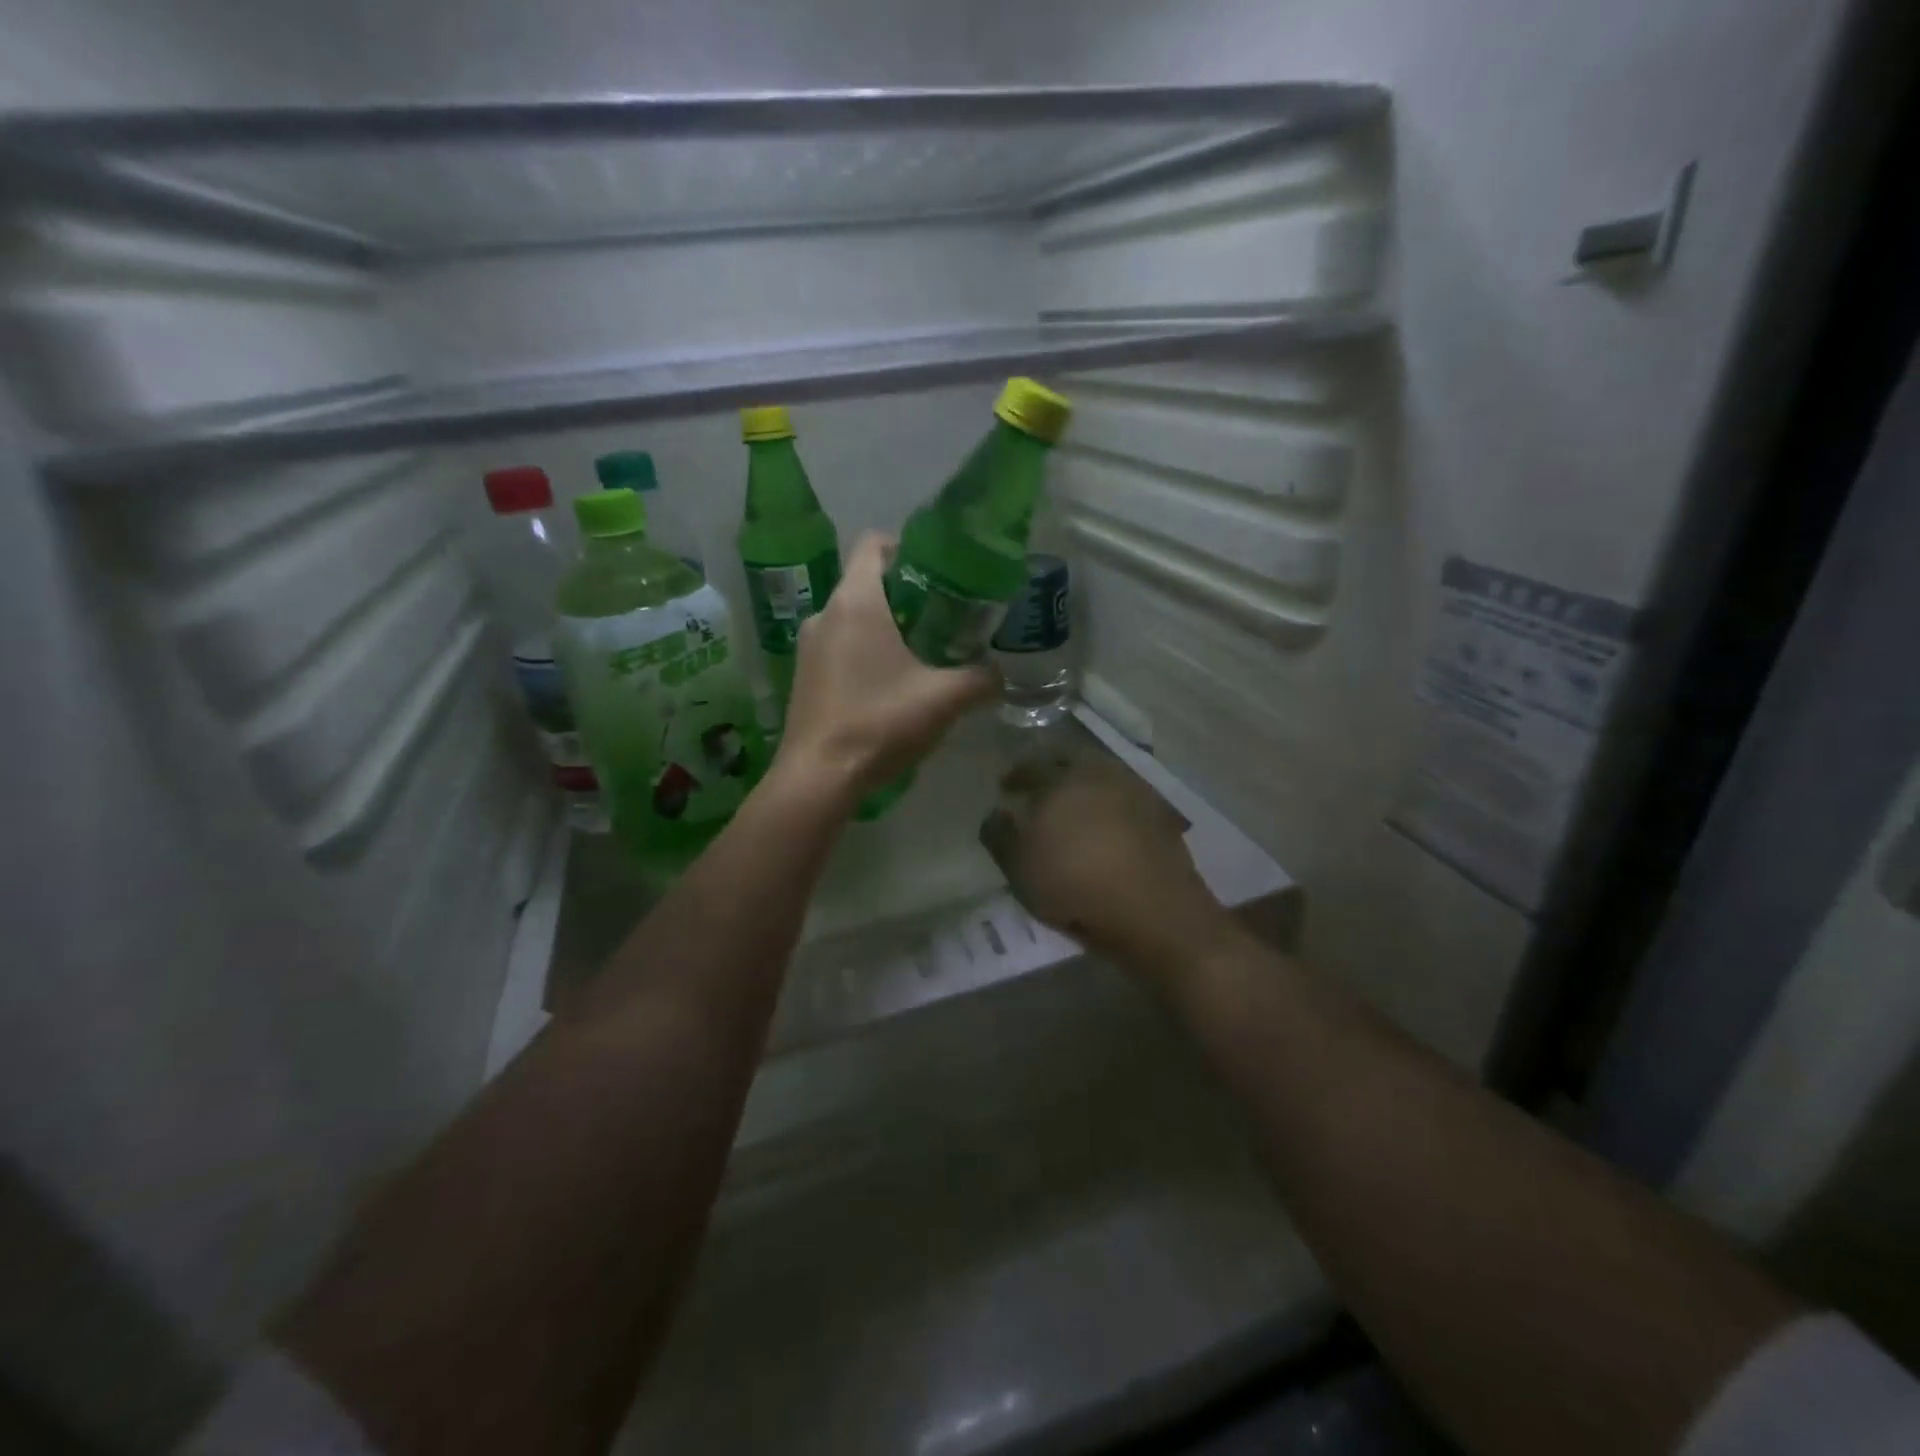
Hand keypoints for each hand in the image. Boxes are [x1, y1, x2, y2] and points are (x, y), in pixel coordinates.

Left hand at [775, 533, 997, 805]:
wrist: (819, 777)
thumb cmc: (880, 723)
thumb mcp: (944, 699)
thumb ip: (981, 679)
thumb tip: (1001, 675)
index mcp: (855, 602)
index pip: (873, 543)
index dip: (907, 546)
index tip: (938, 572)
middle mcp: (825, 613)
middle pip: (866, 581)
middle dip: (906, 593)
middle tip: (944, 617)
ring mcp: (809, 645)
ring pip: (852, 616)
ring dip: (885, 625)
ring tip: (922, 653)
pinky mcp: (804, 675)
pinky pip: (839, 645)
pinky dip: (865, 650)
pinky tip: (890, 684)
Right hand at [978, 750, 1225, 963]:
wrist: (1154, 911)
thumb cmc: (1075, 885)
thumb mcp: (1019, 867)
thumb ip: (1000, 835)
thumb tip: (997, 812)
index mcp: (1061, 778)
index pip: (1032, 764)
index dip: (1016, 774)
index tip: (1006, 787)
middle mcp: (1100, 773)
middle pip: (1071, 759)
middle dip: (1052, 769)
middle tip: (1040, 788)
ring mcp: (1135, 790)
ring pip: (1102, 775)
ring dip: (1084, 785)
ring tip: (1073, 809)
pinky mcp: (1161, 813)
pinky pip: (1126, 797)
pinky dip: (1111, 804)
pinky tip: (1106, 825)